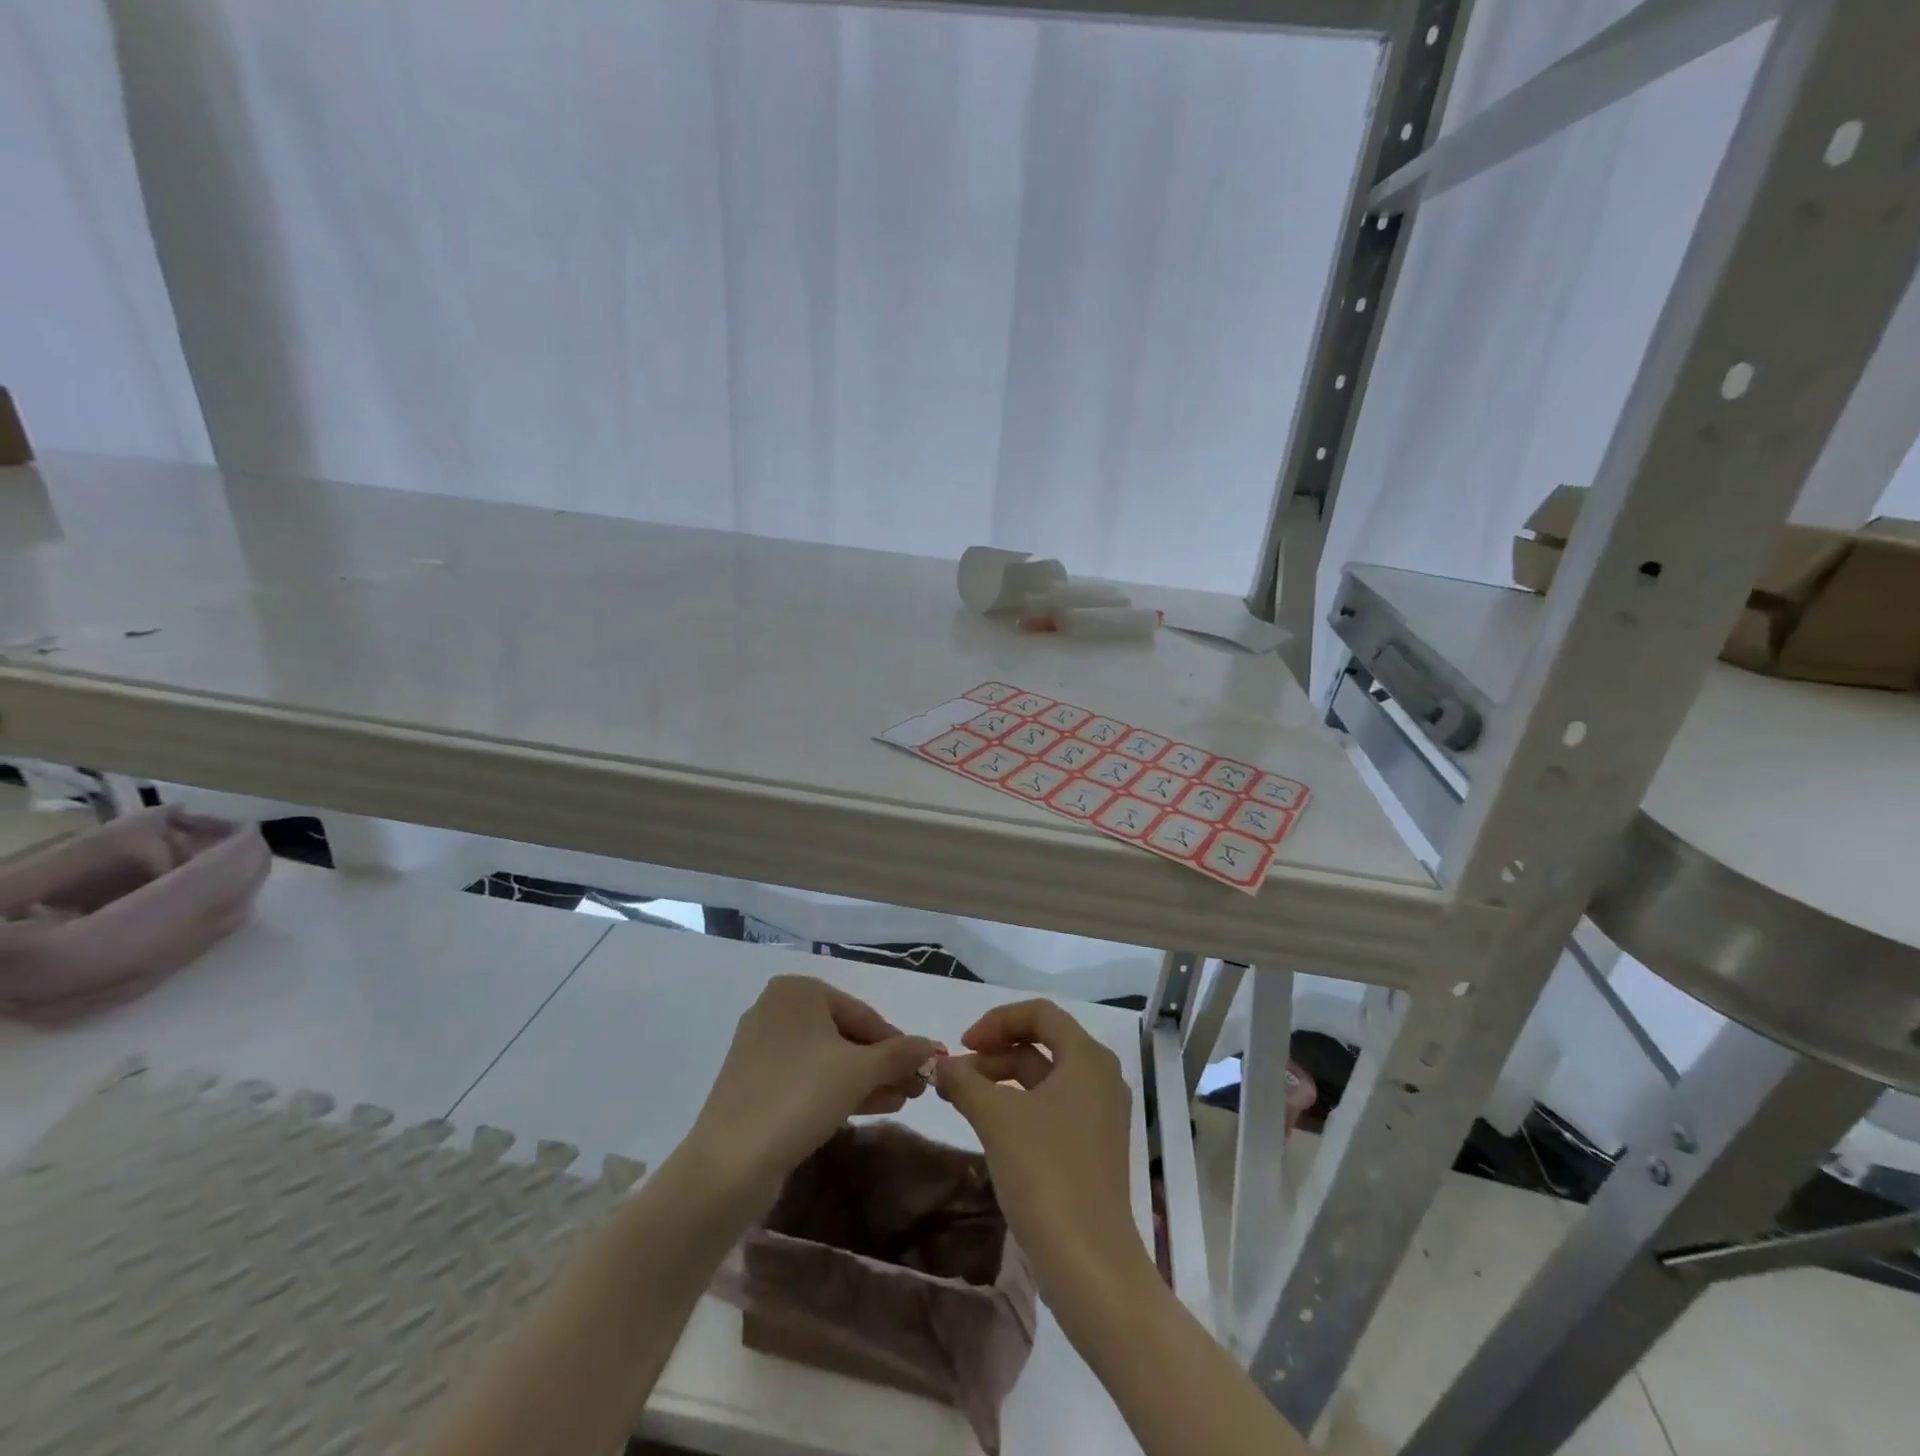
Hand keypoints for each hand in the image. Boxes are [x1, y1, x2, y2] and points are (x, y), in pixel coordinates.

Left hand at [689, 975, 941, 1201]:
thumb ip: (899, 1054)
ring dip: (867, 1079)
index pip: (863, 1014)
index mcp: (798, 991)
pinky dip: (838, 1090)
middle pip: (846, 1035)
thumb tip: (933, 1045)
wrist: (729, 1163)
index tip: (925, 1069)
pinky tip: (871, 1107)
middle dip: (883, 1064)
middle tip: (916, 1089)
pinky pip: (807, 1078)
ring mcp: (762, 1047)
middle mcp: (777, 1010)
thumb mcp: (859, 1071)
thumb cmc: (799, 1096)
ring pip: (828, 1059)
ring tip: (902, 1101)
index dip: (897, 1043)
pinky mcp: (755, 1083)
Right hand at [934, 1000, 1144, 1292]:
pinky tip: (990, 1125)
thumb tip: (940, 1065)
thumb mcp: (997, 1118)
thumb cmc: (1046, 1173)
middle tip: (957, 1075)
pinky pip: (1052, 1106)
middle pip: (1042, 1043)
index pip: (1040, 1013)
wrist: (1089, 1263)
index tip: (963, 1044)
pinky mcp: (1093, 1146)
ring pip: (1044, 1077)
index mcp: (1088, 1058)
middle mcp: (1100, 1077)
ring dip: (1002, 1078)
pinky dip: (1019, 1104)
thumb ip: (965, 1081)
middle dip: (995, 1051)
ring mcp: (1100, 1114)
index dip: (997, 1020)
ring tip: (963, 1099)